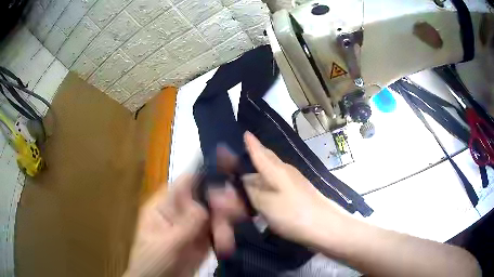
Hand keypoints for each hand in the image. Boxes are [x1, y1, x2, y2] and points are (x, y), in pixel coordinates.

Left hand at [124, 175, 245, 276]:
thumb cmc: (151, 262)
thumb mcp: (165, 244)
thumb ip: (185, 225)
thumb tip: (204, 205)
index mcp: (165, 205)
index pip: (186, 181)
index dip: (206, 170)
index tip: (229, 163)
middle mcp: (181, 211)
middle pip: (206, 197)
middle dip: (222, 202)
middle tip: (236, 211)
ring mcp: (194, 226)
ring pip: (217, 215)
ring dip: (225, 225)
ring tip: (225, 243)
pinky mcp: (203, 240)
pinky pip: (219, 232)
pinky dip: (226, 237)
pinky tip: (225, 248)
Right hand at [242, 131, 346, 244]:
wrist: (324, 225)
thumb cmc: (292, 213)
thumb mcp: (265, 204)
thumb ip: (252, 191)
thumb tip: (245, 179)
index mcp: (276, 170)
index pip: (260, 154)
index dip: (252, 144)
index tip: (246, 133)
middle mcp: (286, 171)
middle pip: (269, 159)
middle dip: (259, 153)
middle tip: (247, 151)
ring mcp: (296, 181)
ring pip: (275, 171)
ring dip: (263, 170)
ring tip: (252, 173)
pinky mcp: (300, 192)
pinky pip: (280, 182)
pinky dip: (270, 182)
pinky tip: (267, 190)